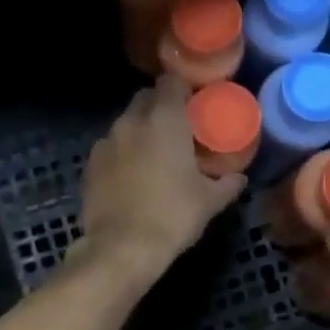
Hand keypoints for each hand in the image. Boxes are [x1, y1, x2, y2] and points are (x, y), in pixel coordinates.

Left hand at [77, 76, 244, 286]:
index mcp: (164, 119)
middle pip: (146, 98)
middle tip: (179, 129)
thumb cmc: (172, 216)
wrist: (121, 248)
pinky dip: (123, 153)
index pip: (171, 81)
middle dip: (161, 107)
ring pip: (126, 123)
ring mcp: (106, 141)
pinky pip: (111, 147)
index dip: (184, 89)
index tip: (195, 104)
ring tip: (155, 156)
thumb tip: (239, 178)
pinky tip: (133, 176)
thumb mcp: (209, 202)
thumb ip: (227, 183)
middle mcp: (132, 121)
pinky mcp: (90, 164)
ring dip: (141, 131)